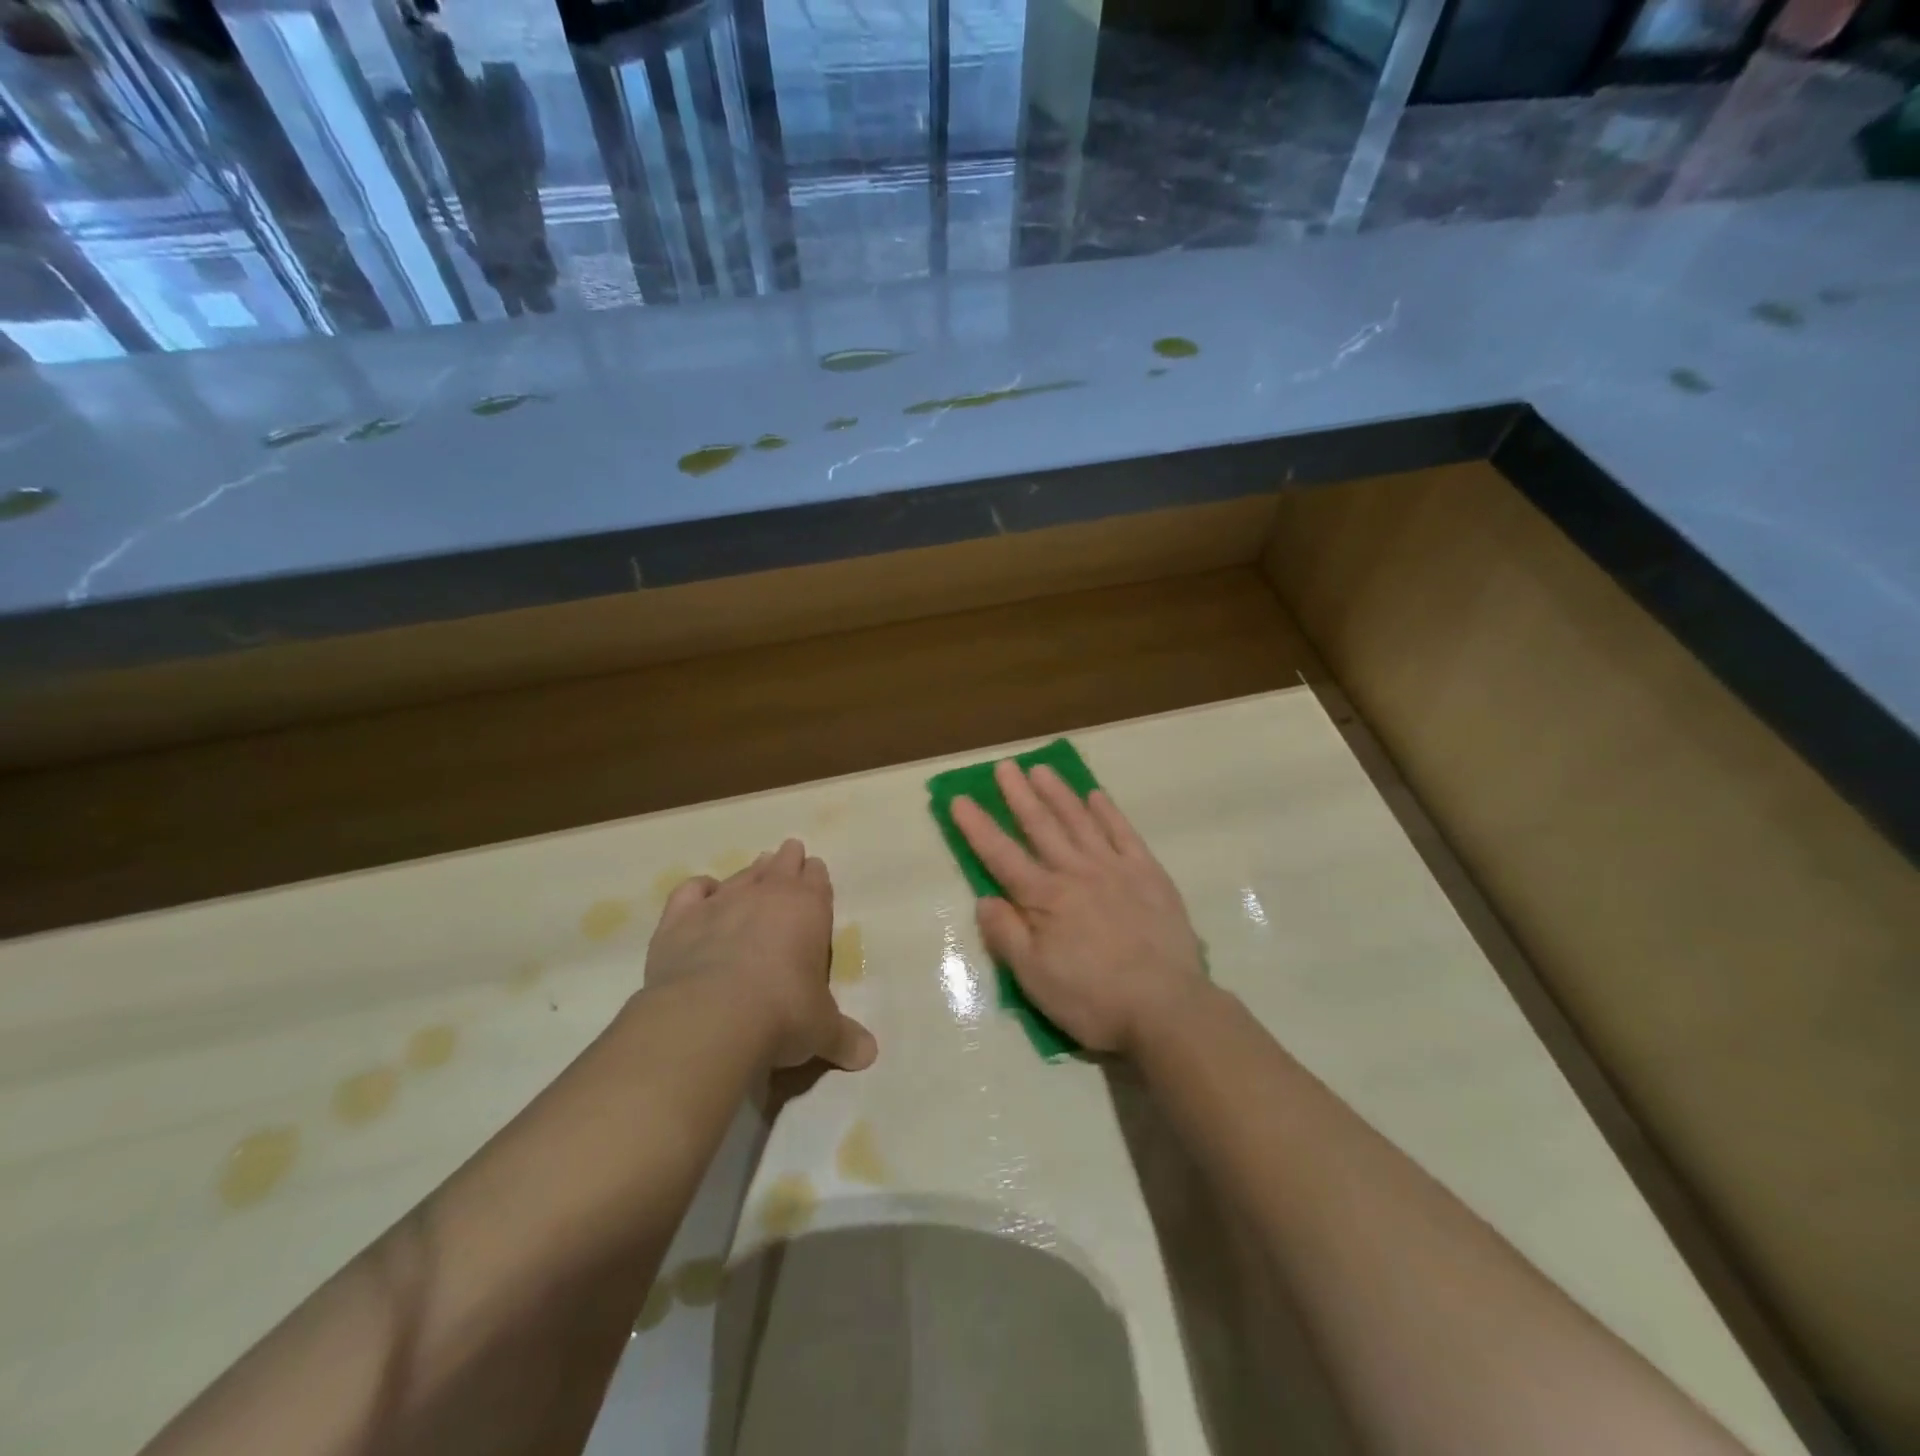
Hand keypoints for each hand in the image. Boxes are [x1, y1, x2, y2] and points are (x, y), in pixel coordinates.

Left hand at [644, 839, 877, 1072]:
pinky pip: (690, 891)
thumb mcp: (822, 1031)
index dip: (816, 876)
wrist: (712, 1017)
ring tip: (756, 866)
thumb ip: (844, 1038)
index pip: (817, 881)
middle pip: (781, 866)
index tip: (815, 870)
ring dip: (751, 870)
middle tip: (789, 852)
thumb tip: (868, 1056)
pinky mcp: (680, 919)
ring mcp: (721, 903)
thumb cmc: (782, 1015)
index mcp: (808, 910)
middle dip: (787, 860)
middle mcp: (766, 895)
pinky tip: (703, 891)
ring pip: (741, 875)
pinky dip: (699, 889)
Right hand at [951, 761, 1205, 1054]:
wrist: (1166, 1007)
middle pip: (1041, 826)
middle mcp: (1076, 872)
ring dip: (1059, 793)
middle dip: (1019, 795)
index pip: (1002, 855)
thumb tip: (985, 898)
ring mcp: (1115, 869)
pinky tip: (1096, 796)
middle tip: (1005, 766)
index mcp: (1045, 898)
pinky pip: (1124, 833)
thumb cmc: (1093, 999)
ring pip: (1080, 821)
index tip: (960, 799)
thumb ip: (1006, 935)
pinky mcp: (1148, 874)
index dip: (978, 827)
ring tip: (1041, 769)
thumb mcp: (1035, 978)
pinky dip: (1108, 812)